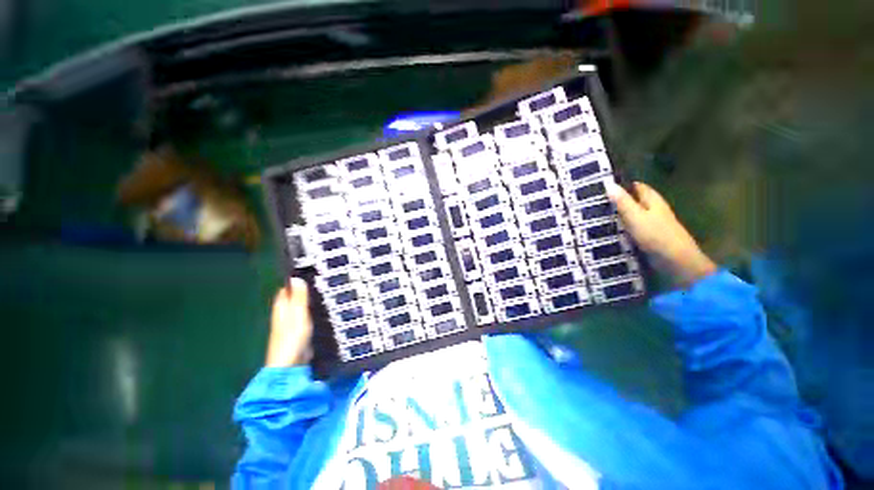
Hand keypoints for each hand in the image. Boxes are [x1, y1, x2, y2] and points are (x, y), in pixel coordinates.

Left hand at [265, 277, 313, 366]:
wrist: (290, 365)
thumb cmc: (293, 337)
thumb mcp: (299, 314)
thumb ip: (299, 297)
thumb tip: (296, 278)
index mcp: (281, 308)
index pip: (285, 290)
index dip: (294, 281)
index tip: (308, 272)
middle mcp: (283, 315)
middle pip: (291, 298)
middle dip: (302, 290)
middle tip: (319, 281)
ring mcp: (289, 325)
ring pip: (298, 308)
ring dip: (307, 301)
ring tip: (323, 293)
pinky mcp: (297, 333)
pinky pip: (304, 318)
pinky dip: (310, 312)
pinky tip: (321, 311)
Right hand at [606, 181, 716, 286]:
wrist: (675, 262)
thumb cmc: (655, 235)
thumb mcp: (635, 216)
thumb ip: (622, 201)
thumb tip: (608, 184)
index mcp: (653, 200)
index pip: (637, 186)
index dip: (622, 184)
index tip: (603, 186)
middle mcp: (654, 209)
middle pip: (635, 200)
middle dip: (619, 200)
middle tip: (596, 202)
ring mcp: (653, 224)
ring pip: (633, 214)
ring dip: (619, 214)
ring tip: (597, 215)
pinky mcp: (649, 237)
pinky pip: (632, 228)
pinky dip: (622, 227)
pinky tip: (610, 231)